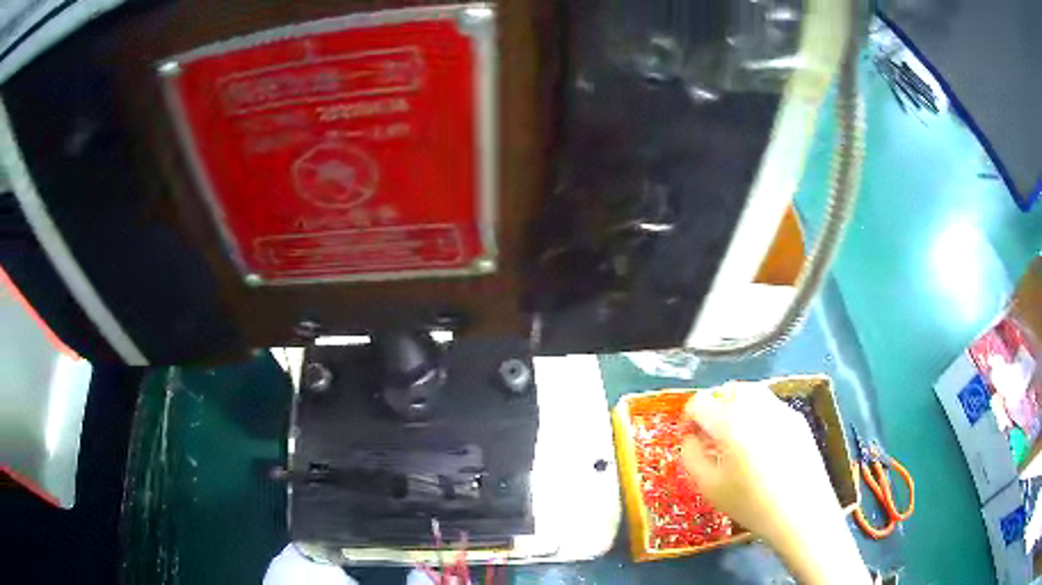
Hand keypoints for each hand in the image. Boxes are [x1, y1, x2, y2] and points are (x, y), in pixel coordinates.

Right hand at [680, 382, 869, 584]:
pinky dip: (758, 414)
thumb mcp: (709, 487)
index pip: (700, 402)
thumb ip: (691, 456)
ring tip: (736, 435)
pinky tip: (761, 444)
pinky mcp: (797, 419)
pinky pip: (771, 405)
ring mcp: (781, 410)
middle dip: (715, 406)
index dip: (689, 416)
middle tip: (712, 433)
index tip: (689, 436)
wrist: (801, 512)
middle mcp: (756, 407)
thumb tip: (690, 438)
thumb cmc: (751, 503)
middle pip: (729, 389)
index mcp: (730, 423)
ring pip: (752, 392)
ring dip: (737, 405)